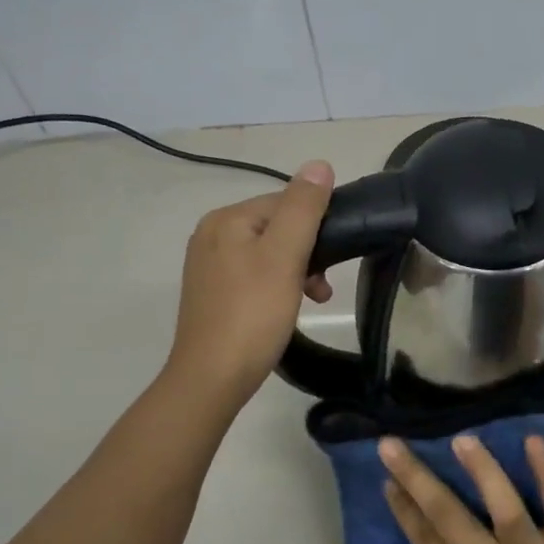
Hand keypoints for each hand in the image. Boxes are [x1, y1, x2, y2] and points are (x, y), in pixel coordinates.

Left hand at [166, 162, 333, 408]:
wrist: (212, 379)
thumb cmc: (253, 314)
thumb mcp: (285, 256)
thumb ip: (303, 208)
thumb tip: (319, 164)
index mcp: (226, 219)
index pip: (285, 202)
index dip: (316, 226)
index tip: (334, 259)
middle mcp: (211, 235)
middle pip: (277, 227)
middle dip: (308, 252)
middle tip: (323, 288)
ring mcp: (209, 265)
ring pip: (269, 252)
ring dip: (297, 271)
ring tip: (314, 299)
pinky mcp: (213, 293)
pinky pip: (255, 274)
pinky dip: (278, 286)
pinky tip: (288, 308)